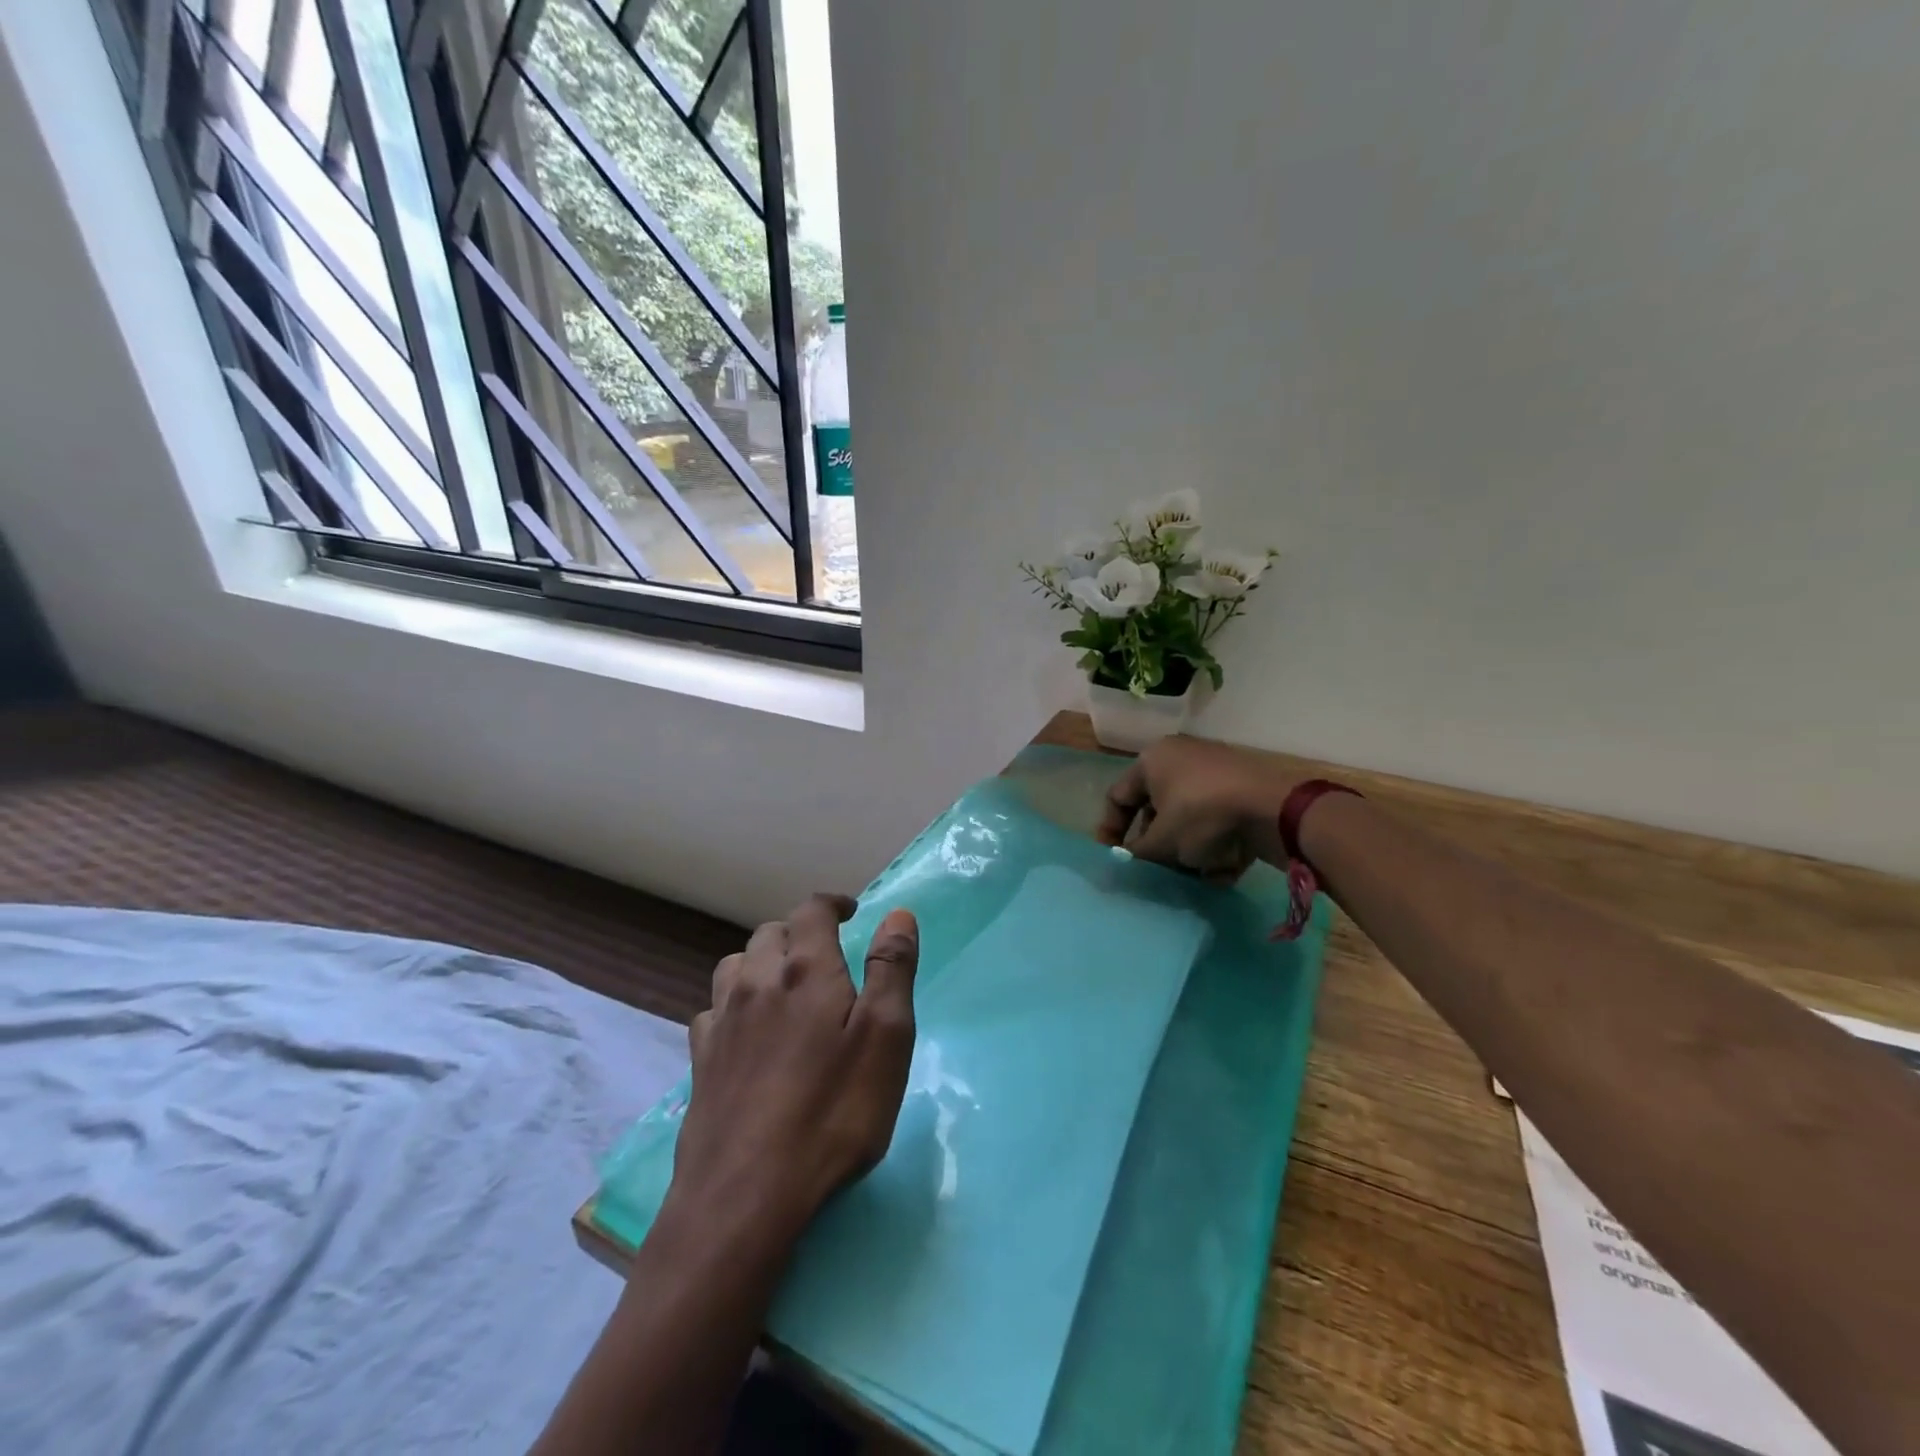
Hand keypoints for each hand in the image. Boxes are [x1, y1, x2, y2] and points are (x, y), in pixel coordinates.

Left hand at [671, 894, 919, 1243]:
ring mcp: (721, 1021)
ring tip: (784, 985)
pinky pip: (713, 1010)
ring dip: (761, 962)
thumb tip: (897, 914)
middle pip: (770, 933)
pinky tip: (745, 1032)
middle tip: (826, 955)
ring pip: (735, 965)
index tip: (851, 912)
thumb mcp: (886, 1038)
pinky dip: (733, 1004)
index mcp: (804, 970)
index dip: (832, 904)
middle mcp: (756, 982)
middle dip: (799, 932)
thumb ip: (891, 969)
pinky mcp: (700, 1061)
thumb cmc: (832, 1111)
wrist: (745, 1194)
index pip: (812, 911)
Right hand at [1095, 735, 1298, 879]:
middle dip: (1155, 845)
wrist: (1275, 810)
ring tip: (1192, 877)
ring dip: (1186, 851)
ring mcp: (1215, 772)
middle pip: (1155, 809)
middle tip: (1156, 871)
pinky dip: (1216, 845)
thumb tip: (1124, 862)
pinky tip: (1221, 871)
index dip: (1110, 831)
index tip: (1115, 859)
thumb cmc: (1202, 816)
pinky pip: (1217, 821)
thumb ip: (1136, 854)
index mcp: (1152, 760)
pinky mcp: (1243, 790)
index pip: (1118, 797)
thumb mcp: (1161, 843)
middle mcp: (1181, 758)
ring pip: (1188, 818)